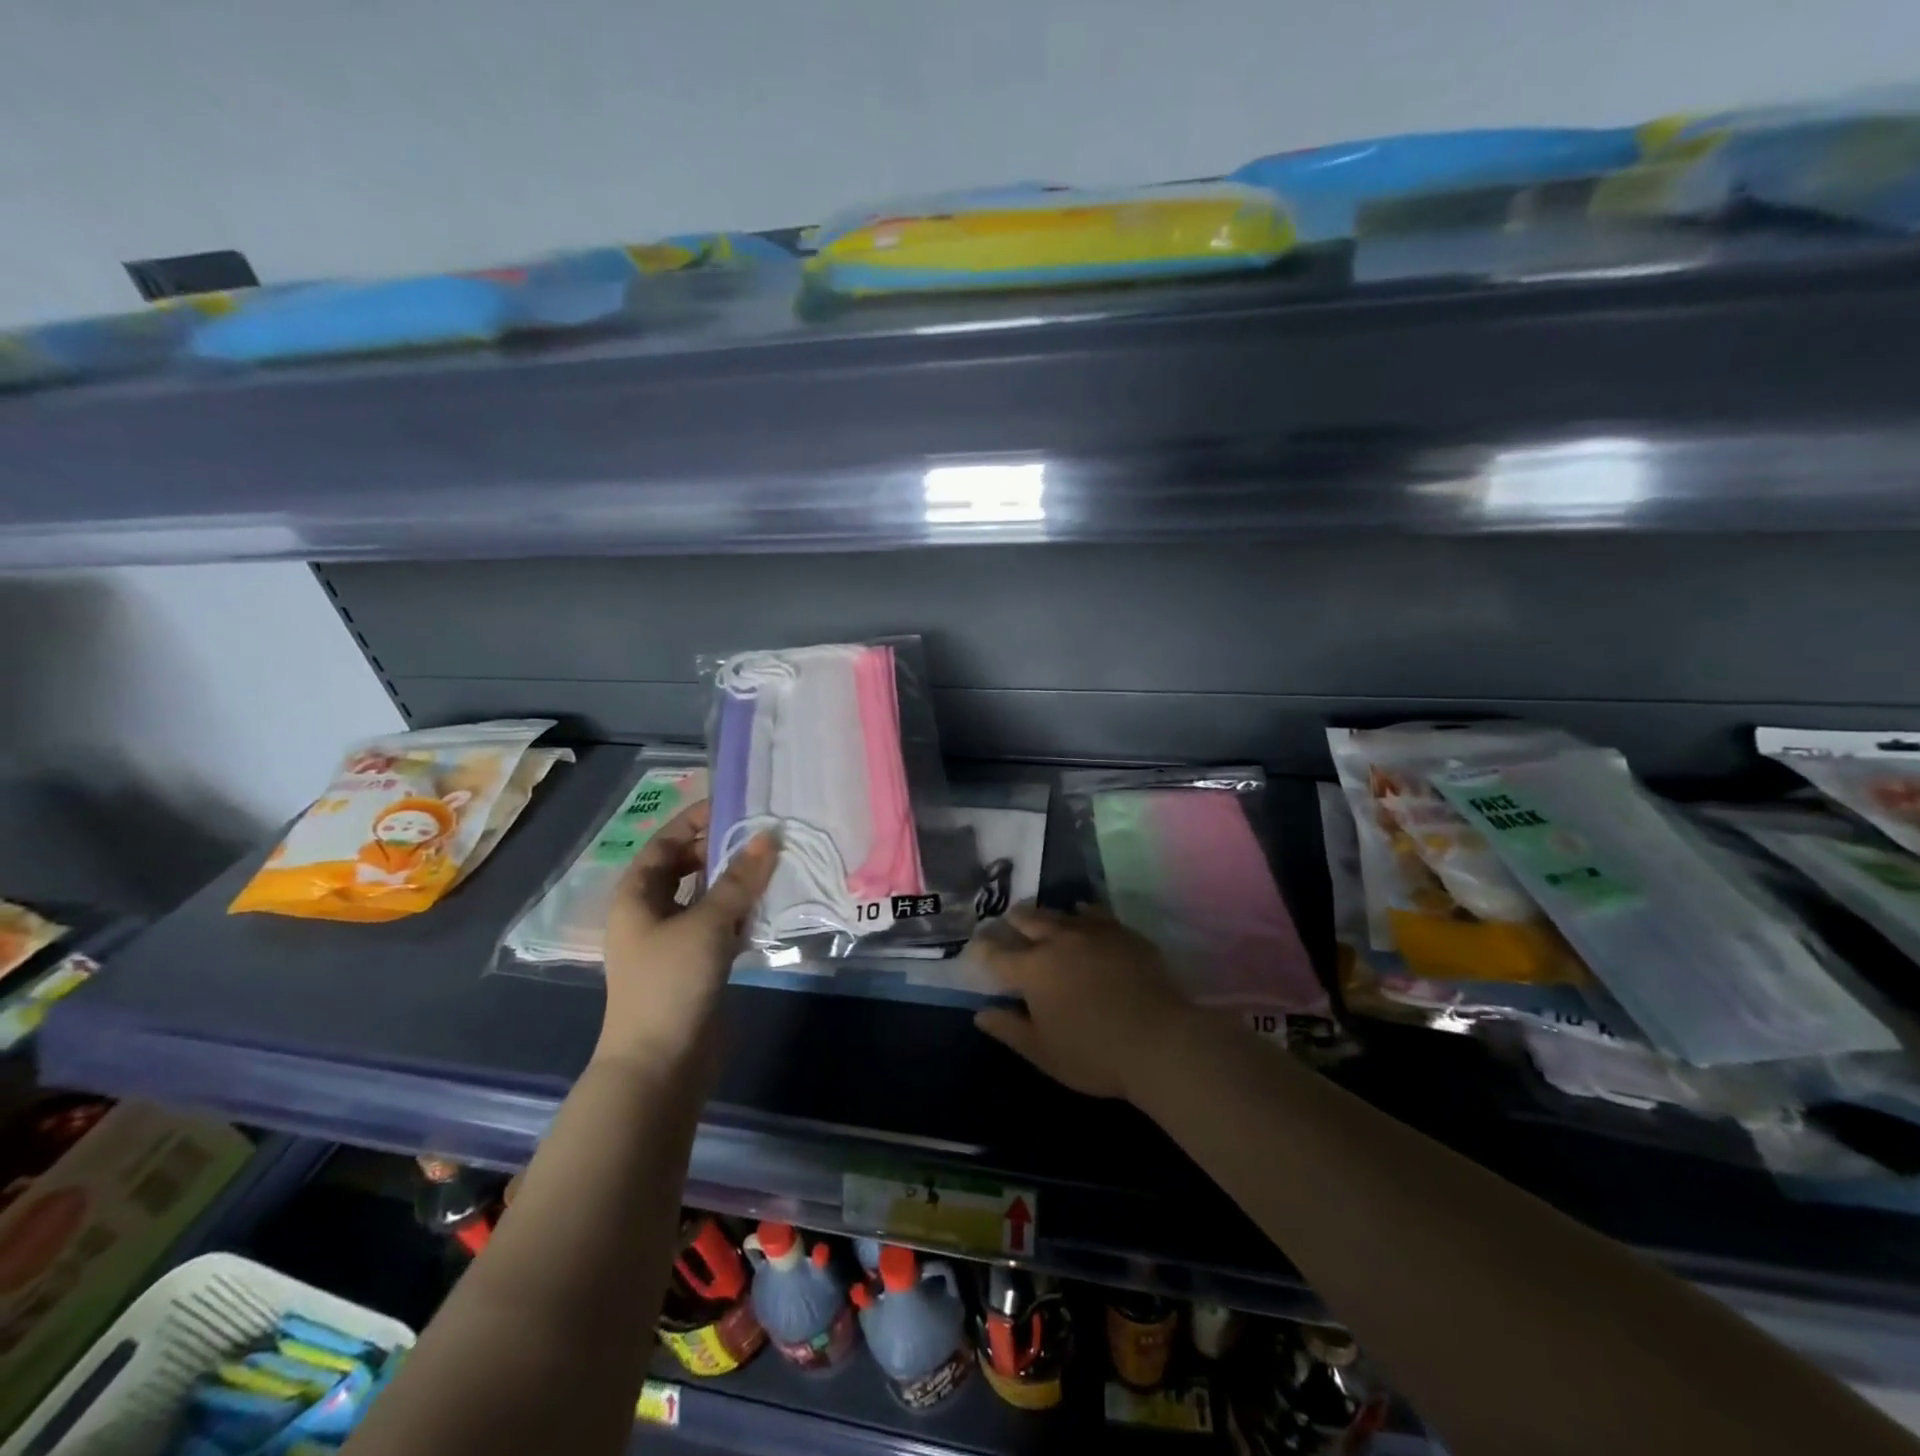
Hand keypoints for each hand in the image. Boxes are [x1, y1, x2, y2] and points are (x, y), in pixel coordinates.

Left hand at [599, 801, 777, 1067]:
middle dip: (723, 849)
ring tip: (776, 862)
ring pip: (708, 896)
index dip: (698, 819)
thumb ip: (738, 879)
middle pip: (688, 866)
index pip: (668, 841)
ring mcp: (673, 938)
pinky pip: (720, 924)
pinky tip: (770, 905)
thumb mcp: (706, 923)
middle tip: (766, 835)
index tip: (739, 805)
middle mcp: (652, 910)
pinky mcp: (696, 963)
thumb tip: (767, 836)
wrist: (660, 1063)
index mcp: (638, 893)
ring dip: (737, 881)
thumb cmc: (671, 982)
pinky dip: (741, 912)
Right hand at [971, 903, 1194, 1100]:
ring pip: (1061, 912)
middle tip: (1009, 920)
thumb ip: (1009, 1029)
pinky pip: (1095, 912)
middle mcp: (1057, 940)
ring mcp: (1092, 931)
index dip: (981, 949)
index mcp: (1032, 969)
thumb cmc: (1094, 1053)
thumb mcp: (1043, 1052)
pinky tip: (1084, 914)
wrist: (1160, 1040)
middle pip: (1028, 920)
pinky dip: (1083, 912)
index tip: (975, 947)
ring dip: (1047, 915)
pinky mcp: (1122, 932)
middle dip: (1014, 920)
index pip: (996, 954)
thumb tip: (981, 1013)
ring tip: (1044, 918)